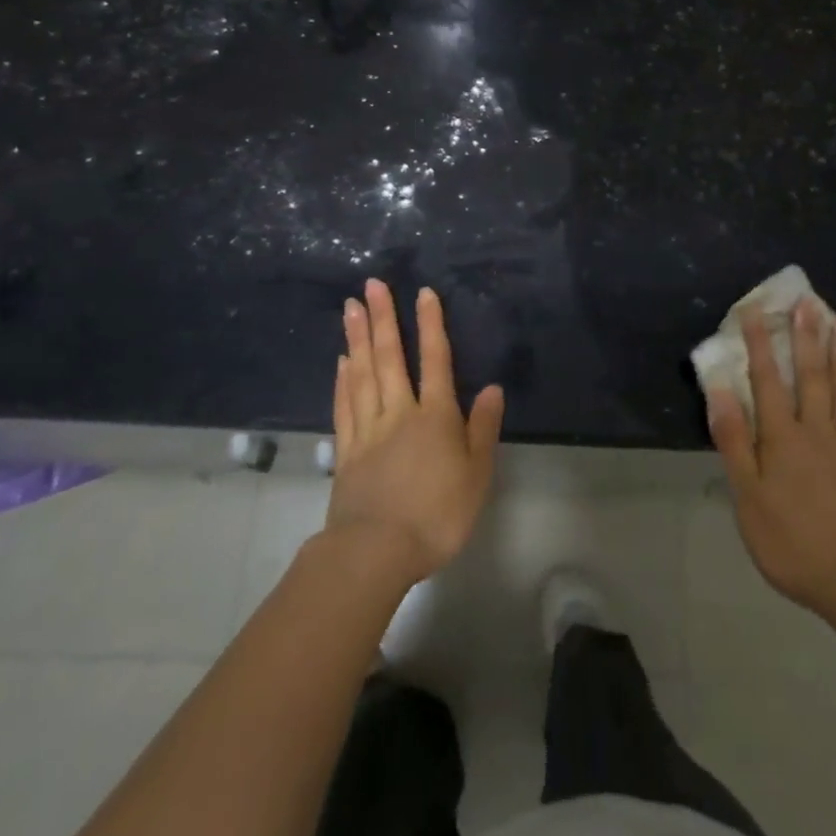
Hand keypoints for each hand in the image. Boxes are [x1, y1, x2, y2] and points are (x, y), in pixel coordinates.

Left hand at [326, 279, 505, 585]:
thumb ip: (483, 428)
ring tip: (351, 307)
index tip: (423, 292)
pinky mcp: (346, 450)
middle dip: (383, 317)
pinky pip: (345, 404)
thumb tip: (493, 388)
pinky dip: (343, 379)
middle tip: (371, 284)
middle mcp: (399, 411)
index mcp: (435, 416)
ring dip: (357, 337)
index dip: (430, 324)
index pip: (434, 359)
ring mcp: (368, 429)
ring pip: (362, 373)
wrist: (376, 551)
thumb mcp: (476, 475)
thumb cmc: (437, 514)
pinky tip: (342, 361)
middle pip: (390, 356)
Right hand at [706, 299, 835, 618]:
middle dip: (807, 336)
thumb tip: (720, 391)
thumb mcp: (748, 498)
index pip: (767, 381)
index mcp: (782, 438)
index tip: (755, 311)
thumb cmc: (791, 542)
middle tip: (809, 301)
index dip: (759, 345)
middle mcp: (816, 429)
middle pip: (811, 375)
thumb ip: (734, 442)